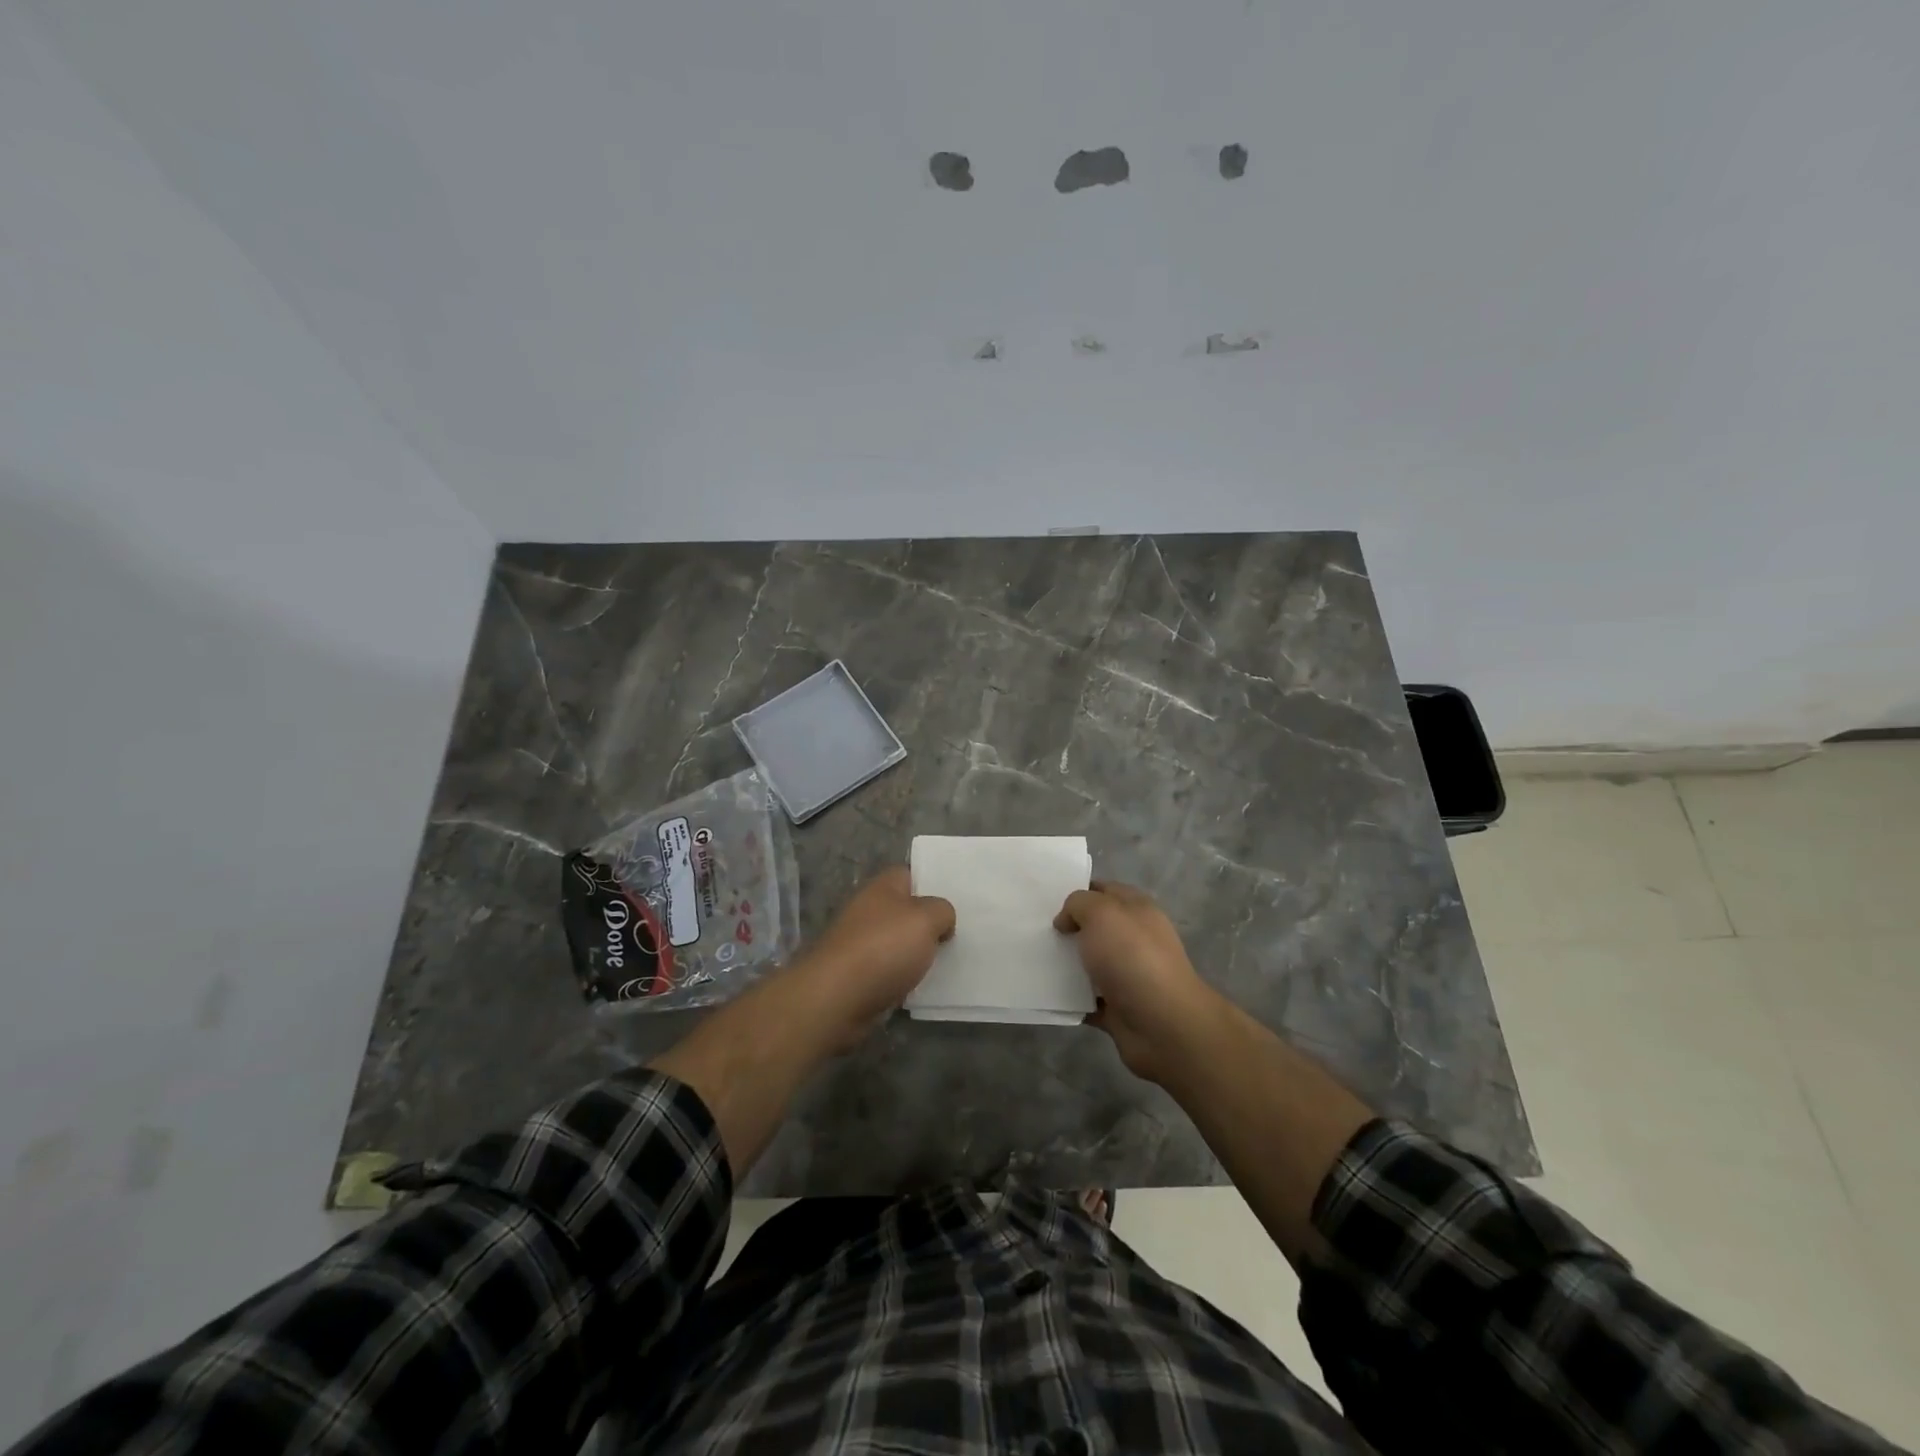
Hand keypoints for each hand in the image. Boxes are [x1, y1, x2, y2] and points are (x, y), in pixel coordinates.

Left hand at [791, 867, 955, 1048]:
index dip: (933, 883)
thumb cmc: (883, 948)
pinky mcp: (858, 976)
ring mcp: (861, 944)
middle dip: (929, 922)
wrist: (836, 998)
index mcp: (882, 888)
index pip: (910, 874)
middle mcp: (869, 911)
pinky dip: (905, 979)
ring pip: (900, 943)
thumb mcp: (926, 918)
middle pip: (906, 911)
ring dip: (918, 953)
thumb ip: (942, 911)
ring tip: (951, 961)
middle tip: (961, 933)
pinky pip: (891, 972)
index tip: (958, 899)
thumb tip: (942, 920)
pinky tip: (926, 986)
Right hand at [1055, 880, 1221, 1082]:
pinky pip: (1086, 998)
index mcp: (1137, 910)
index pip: (1104, 891)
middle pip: (1094, 927)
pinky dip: (1069, 998)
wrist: (1163, 1025)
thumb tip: (1066, 921)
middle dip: (1067, 928)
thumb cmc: (1133, 958)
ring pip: (1089, 963)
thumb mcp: (1102, 913)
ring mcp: (1127, 975)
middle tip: (1035, 930)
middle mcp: (1134, 939)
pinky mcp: (1118, 1008)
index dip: (1077, 891)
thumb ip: (1078, 904)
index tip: (1045, 900)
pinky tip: (1046, 993)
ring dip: (1065, 964)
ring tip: (1032, 960)